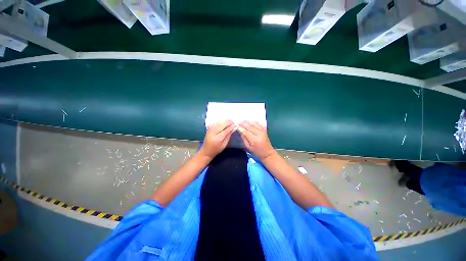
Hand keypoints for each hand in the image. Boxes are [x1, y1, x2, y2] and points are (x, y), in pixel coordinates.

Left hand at [200, 120, 234, 158]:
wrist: (206, 151)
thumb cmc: (216, 149)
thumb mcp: (224, 145)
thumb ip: (228, 136)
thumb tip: (232, 129)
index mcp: (217, 139)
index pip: (225, 131)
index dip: (231, 127)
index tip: (235, 124)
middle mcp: (213, 133)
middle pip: (221, 125)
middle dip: (228, 122)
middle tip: (233, 121)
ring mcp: (210, 130)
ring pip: (218, 123)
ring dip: (224, 121)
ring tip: (230, 120)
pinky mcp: (209, 129)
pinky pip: (215, 123)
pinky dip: (220, 121)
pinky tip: (224, 121)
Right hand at [238, 121, 275, 159]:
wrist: (268, 153)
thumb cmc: (257, 152)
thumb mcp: (249, 148)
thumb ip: (244, 139)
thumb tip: (241, 132)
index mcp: (255, 140)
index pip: (246, 132)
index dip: (241, 128)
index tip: (237, 125)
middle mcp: (259, 134)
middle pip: (250, 127)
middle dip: (244, 124)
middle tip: (239, 121)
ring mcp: (263, 131)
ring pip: (255, 124)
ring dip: (248, 121)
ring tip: (243, 119)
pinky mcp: (265, 130)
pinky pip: (259, 124)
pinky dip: (254, 122)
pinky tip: (250, 120)